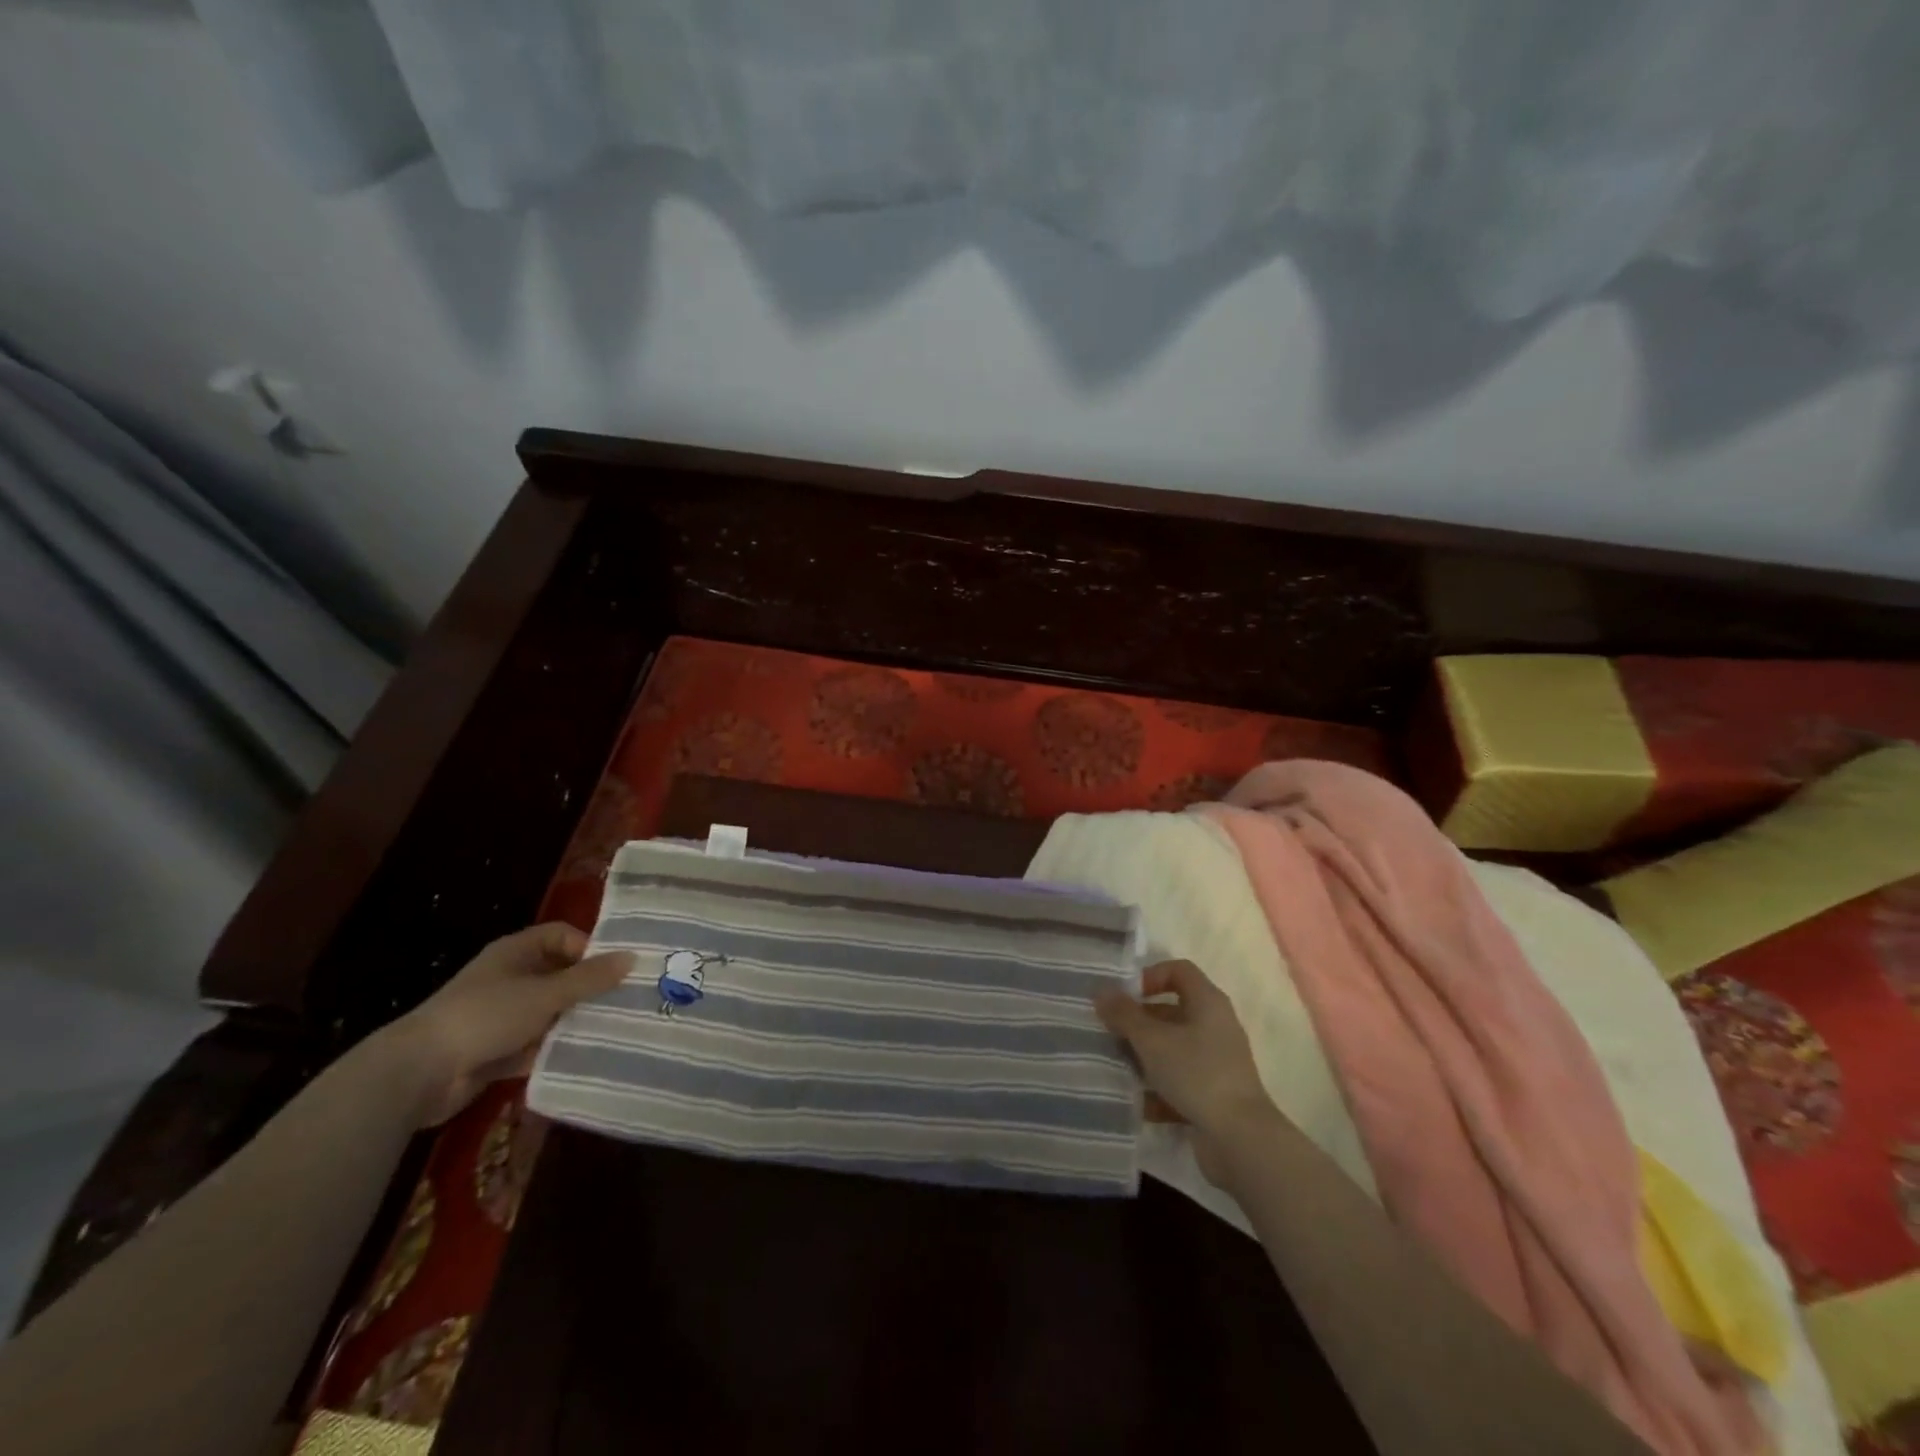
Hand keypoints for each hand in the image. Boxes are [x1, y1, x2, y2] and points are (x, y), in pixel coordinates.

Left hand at [385, 924, 634, 1126]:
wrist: (418, 1074)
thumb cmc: (485, 1016)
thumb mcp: (545, 994)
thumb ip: (589, 978)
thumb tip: (633, 957)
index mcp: (516, 952)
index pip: (562, 935)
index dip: (589, 946)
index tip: (617, 967)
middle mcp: (510, 978)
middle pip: (560, 974)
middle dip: (589, 987)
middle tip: (627, 998)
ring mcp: (502, 1015)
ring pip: (550, 1011)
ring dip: (575, 1020)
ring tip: (616, 1028)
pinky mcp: (496, 1050)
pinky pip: (536, 1044)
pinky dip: (556, 1048)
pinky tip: (587, 1056)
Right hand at [1095, 959, 1279, 1185]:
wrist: (1240, 1140)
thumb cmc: (1196, 1074)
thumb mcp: (1152, 1040)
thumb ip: (1124, 1014)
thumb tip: (1101, 991)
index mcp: (1208, 1002)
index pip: (1178, 970)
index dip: (1149, 976)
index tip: (1124, 997)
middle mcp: (1215, 1026)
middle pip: (1171, 1011)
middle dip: (1138, 1022)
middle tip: (1110, 1033)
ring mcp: (1216, 1062)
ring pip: (1172, 1048)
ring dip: (1144, 1057)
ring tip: (1116, 1067)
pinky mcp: (1213, 1094)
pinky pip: (1179, 1081)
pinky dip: (1159, 1089)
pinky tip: (1137, 1102)